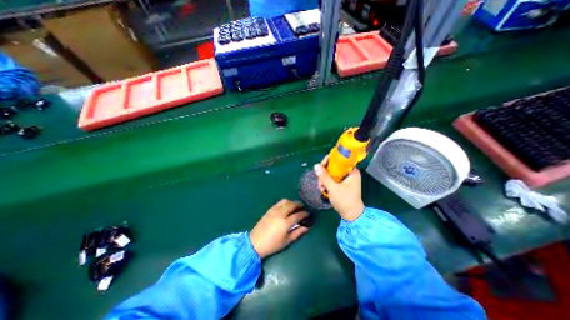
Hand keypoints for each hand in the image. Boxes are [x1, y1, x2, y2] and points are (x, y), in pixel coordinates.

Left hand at [250, 200, 309, 259]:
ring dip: (292, 202)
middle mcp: (281, 214)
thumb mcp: (287, 241)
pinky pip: (279, 203)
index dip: (304, 214)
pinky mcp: (270, 210)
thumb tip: (306, 227)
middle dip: (299, 205)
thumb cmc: (272, 244)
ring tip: (295, 206)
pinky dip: (285, 202)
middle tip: (303, 208)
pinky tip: (286, 206)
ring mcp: (274, 210)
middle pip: (292, 205)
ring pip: (286, 201)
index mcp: (286, 223)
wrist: (255, 242)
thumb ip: (297, 233)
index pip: (298, 215)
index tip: (308, 214)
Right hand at [314, 156, 361, 220]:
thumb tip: (316, 165)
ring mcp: (346, 179)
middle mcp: (349, 173)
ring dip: (324, 179)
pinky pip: (333, 179)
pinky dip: (327, 183)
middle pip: (334, 166)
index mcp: (352, 171)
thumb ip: (324, 176)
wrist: (351, 216)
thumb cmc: (345, 200)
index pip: (339, 159)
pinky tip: (323, 189)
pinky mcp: (342, 185)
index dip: (328, 161)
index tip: (320, 166)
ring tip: (320, 187)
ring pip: (332, 173)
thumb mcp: (333, 188)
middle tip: (319, 180)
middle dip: (325, 173)